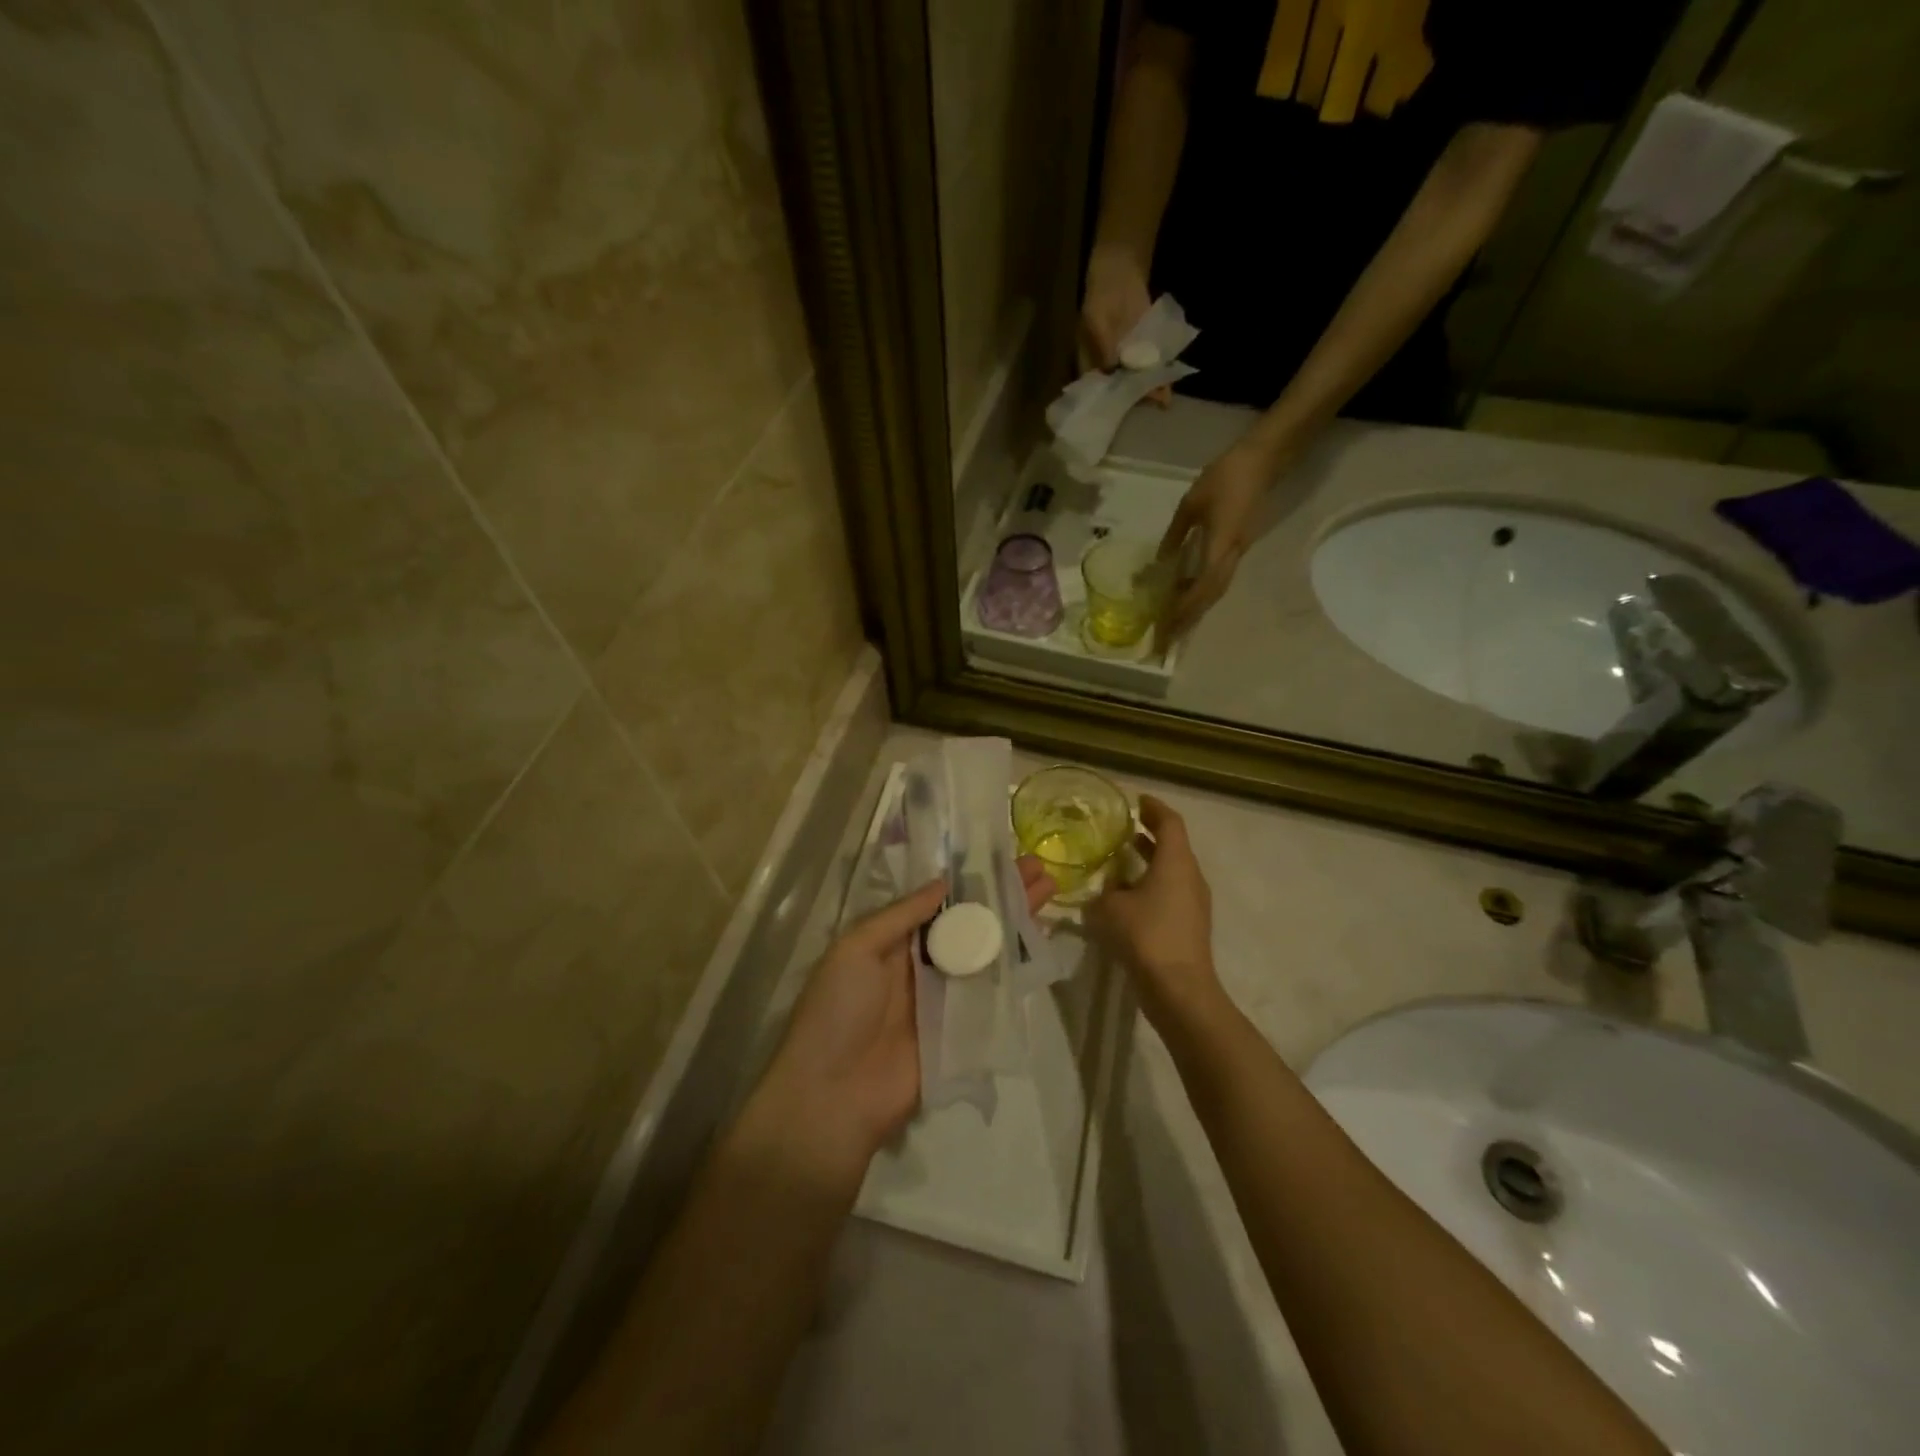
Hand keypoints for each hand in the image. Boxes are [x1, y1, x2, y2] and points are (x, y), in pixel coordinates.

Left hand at [754, 859, 1056, 1170]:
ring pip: (989, 952)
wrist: (834, 1096)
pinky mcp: (966, 1029)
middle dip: (1003, 896)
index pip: (940, 903)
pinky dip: (1019, 967)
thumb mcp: (856, 948)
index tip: (1002, 857)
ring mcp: (947, 997)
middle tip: (1039, 868)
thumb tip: (944, 882)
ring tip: (1049, 890)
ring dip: (1017, 922)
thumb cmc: (838, 1010)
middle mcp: (924, 964)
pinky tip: (1042, 941)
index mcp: (894, 942)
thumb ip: (901, 915)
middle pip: (971, 923)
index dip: (970, 881)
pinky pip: (996, 992)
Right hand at [1080, 245, 1170, 404]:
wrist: (1121, 268)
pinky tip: (1168, 385)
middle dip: (1133, 399)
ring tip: (1163, 400)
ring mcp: (1127, 358)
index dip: (1106, 402)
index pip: (1096, 389)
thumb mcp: (1096, 319)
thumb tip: (1112, 369)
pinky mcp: (1144, 349)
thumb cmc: (1101, 295)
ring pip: (1137, 380)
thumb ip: (1104, 345)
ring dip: (1149, 389)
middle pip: (1119, 389)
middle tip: (1147, 406)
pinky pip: (1151, 366)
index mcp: (1089, 362)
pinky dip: (1159, 375)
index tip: (1118, 412)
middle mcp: (1107, 366)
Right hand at [1085, 795, 1223, 1029]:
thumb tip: (1104, 889)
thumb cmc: (1145, 936)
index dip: (1154, 808)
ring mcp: (1194, 903)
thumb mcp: (1110, 908)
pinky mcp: (1190, 925)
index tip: (1136, 801)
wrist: (1179, 990)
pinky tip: (1126, 896)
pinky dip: (1151, 885)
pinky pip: (1170, 893)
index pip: (1170, 822)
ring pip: (1172, 871)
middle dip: (1148, 834)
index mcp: (1176, 862)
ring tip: (1119, 860)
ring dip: (1148, 861)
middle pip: (1173, 845)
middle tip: (1122, 828)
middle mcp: (1190, 876)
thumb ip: (1104, 891)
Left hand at [1156, 436, 1289, 643]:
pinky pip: (1218, 578)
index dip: (1184, 609)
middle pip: (1210, 596)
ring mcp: (1238, 552)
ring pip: (1216, 590)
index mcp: (1221, 544)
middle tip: (1167, 639)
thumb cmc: (1226, 476)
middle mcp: (1233, 555)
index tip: (1166, 627)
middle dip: (1188, 619)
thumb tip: (1160, 562)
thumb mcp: (1190, 503)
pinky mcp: (1238, 548)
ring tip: (1173, 626)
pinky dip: (1201, 594)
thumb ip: (1175, 534)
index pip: (1202, 587)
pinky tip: (1185, 598)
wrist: (1263, 460)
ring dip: (1195, 610)